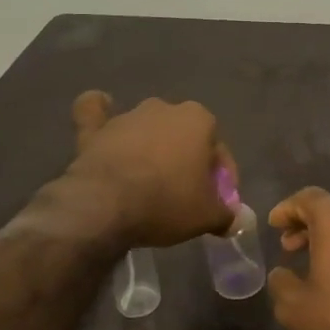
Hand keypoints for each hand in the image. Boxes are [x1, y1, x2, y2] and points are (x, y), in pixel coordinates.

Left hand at [66, 91, 234, 247]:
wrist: (106, 205)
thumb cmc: (167, 202)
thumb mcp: (207, 216)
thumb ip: (225, 215)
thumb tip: (234, 220)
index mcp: (199, 120)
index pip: (218, 151)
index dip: (222, 180)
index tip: (217, 204)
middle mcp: (165, 109)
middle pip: (183, 137)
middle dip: (186, 160)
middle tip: (184, 194)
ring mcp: (127, 116)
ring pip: (147, 128)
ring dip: (151, 147)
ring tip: (148, 180)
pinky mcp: (95, 128)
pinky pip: (96, 112)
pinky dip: (99, 112)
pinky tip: (102, 112)